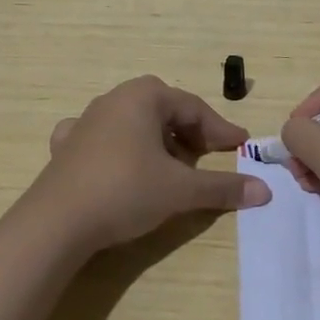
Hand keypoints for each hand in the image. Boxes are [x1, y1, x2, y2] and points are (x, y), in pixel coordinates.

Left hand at [29, 75, 271, 250]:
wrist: (56, 223)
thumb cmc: (125, 191)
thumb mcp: (181, 190)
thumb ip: (222, 187)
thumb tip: (264, 191)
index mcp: (144, 96)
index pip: (193, 108)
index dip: (220, 129)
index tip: (240, 147)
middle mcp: (114, 99)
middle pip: (163, 110)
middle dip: (188, 131)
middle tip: (205, 155)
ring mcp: (85, 121)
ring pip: (133, 123)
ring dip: (156, 141)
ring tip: (170, 167)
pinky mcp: (66, 147)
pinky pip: (101, 138)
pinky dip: (118, 147)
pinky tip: (118, 162)